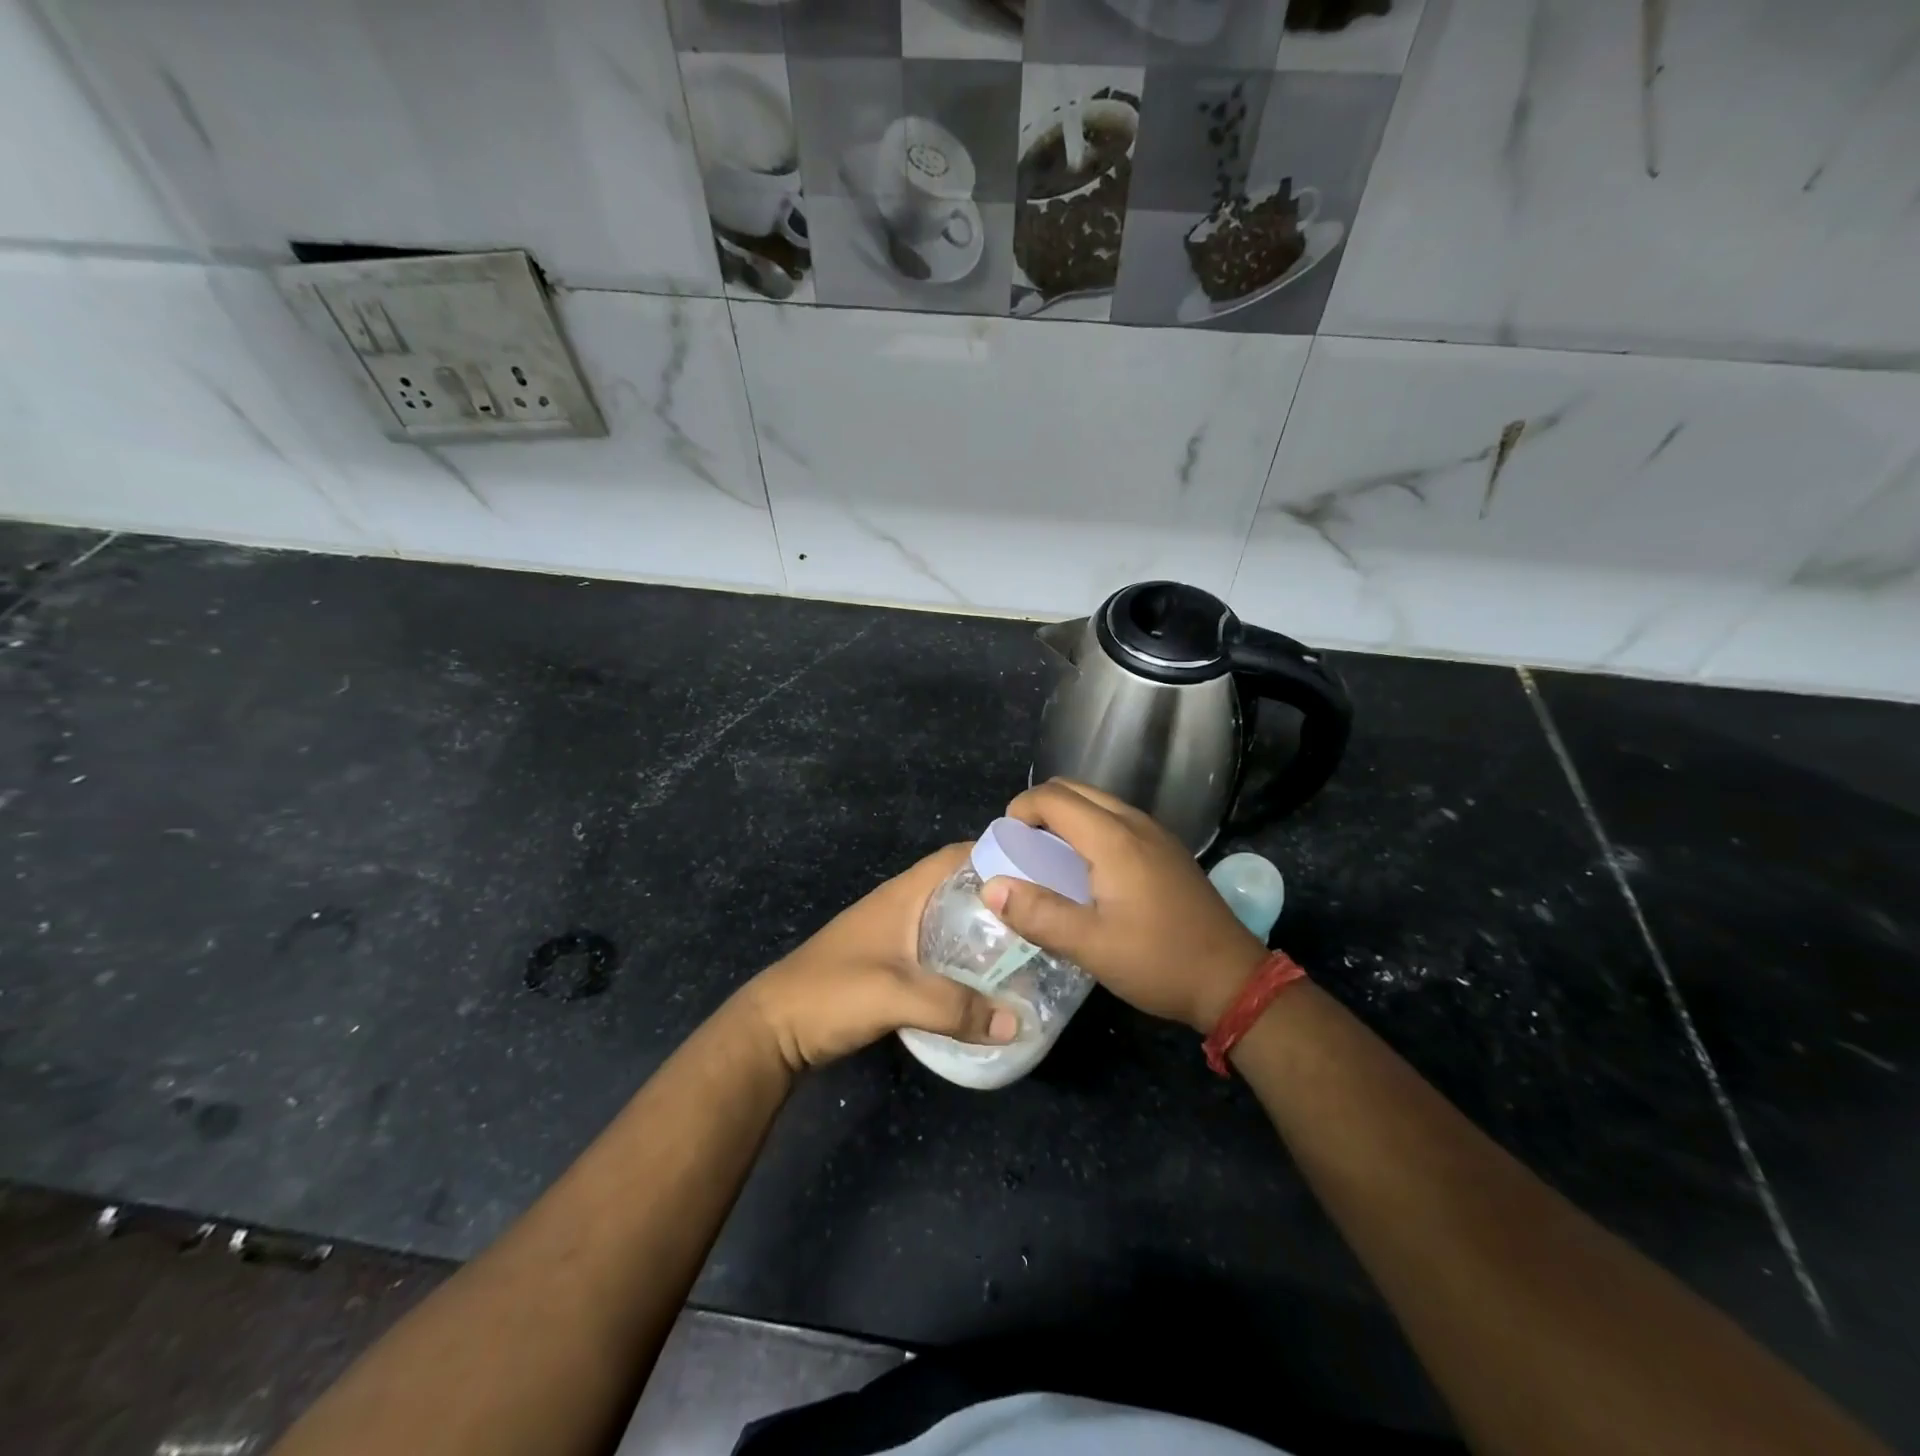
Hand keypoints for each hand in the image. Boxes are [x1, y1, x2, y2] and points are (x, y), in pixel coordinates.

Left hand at [741, 843, 1019, 1072]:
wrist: (774, 1029)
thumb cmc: (832, 994)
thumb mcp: (896, 996)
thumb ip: (956, 1008)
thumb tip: (1017, 1022)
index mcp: (903, 895)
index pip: (957, 856)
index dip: (997, 854)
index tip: (1041, 868)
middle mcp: (900, 906)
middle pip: (958, 887)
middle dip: (998, 896)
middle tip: (1042, 915)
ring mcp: (891, 934)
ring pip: (947, 919)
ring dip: (980, 928)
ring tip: (1024, 947)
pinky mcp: (886, 963)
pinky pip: (936, 948)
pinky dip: (961, 955)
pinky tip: (983, 979)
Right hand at [984, 779, 1266, 1032]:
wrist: (1233, 980)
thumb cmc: (1159, 961)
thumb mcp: (1091, 946)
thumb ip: (1039, 914)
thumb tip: (991, 888)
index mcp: (1114, 839)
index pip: (1054, 798)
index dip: (1021, 810)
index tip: (1003, 842)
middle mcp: (1135, 823)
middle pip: (1075, 790)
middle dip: (1040, 809)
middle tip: (1021, 848)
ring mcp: (1156, 834)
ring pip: (1098, 803)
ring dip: (1065, 818)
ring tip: (1046, 859)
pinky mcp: (1167, 850)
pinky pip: (1116, 820)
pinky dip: (1089, 829)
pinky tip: (1086, 871)